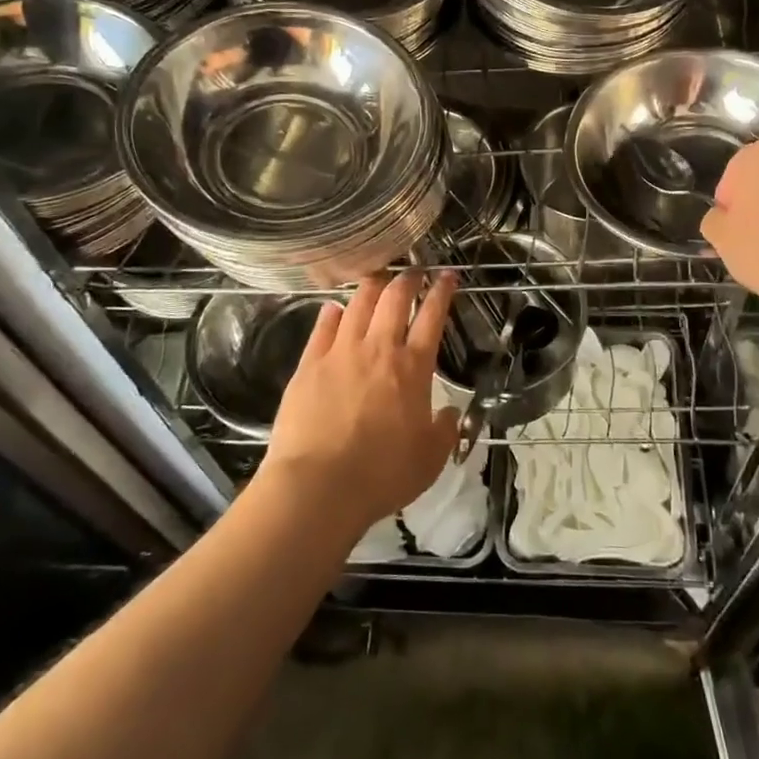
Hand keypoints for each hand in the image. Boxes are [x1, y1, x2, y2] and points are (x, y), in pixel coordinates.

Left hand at [259, 270, 459, 530]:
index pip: (433, 316)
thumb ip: (444, 430)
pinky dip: (333, 312)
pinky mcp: (309, 364)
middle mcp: (378, 348)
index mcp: (413, 367)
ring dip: (372, 286)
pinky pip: (323, 326)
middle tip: (414, 271)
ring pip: (359, 303)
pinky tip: (335, 307)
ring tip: (378, 277)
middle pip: (395, 298)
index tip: (447, 275)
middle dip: (408, 278)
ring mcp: (340, 352)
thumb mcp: (430, 459)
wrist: (318, 486)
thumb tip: (449, 413)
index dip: (442, 291)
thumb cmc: (382, 475)